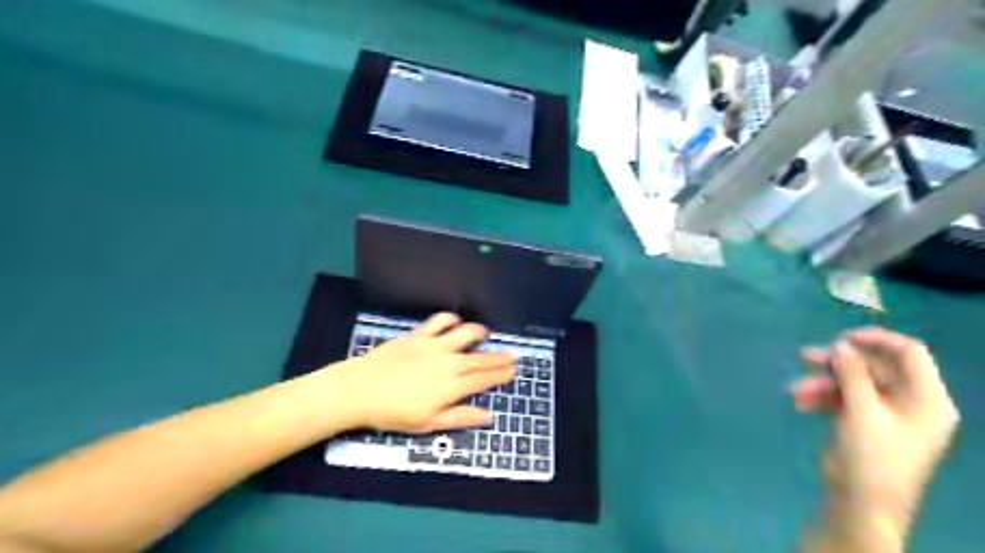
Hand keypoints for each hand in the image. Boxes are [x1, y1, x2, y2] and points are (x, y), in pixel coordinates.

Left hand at [333, 314, 515, 434]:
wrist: (360, 390)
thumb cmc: (393, 413)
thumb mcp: (428, 424)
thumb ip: (460, 418)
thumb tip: (488, 416)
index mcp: (452, 387)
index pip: (484, 379)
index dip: (501, 374)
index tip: (513, 370)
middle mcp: (448, 363)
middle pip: (480, 358)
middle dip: (499, 357)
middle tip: (511, 355)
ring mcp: (434, 345)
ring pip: (465, 333)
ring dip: (479, 332)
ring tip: (485, 334)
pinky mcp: (418, 334)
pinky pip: (439, 321)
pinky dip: (450, 319)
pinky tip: (455, 321)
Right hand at [792, 328, 961, 538]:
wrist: (861, 503)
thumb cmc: (871, 457)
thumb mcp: (861, 411)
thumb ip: (852, 374)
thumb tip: (840, 345)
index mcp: (925, 398)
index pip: (909, 353)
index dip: (876, 340)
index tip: (840, 338)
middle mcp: (909, 402)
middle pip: (874, 368)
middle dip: (837, 363)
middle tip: (805, 357)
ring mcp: (885, 413)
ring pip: (852, 383)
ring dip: (822, 383)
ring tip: (795, 390)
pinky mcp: (863, 422)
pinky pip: (843, 399)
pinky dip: (821, 398)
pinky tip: (800, 404)